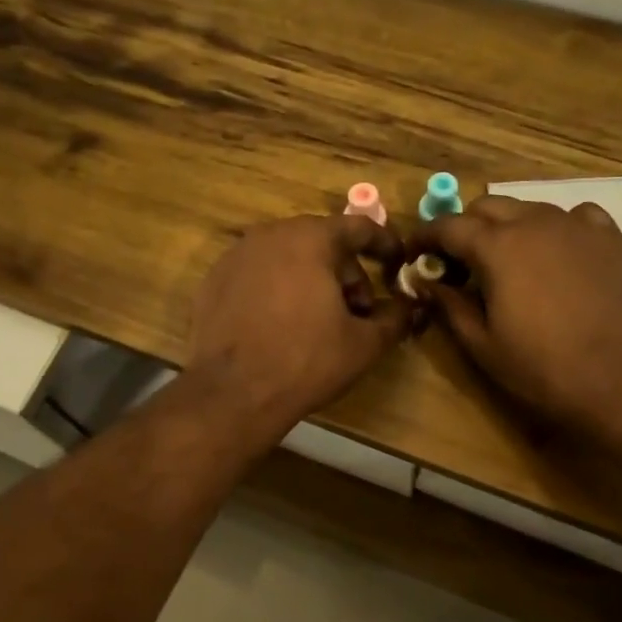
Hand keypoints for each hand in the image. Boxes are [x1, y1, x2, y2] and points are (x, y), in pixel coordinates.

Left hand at [186, 214, 409, 445]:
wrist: (232, 394)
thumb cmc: (305, 361)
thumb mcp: (364, 344)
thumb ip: (394, 318)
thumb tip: (408, 307)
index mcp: (310, 239)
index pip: (357, 227)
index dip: (384, 243)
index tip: (398, 261)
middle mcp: (270, 235)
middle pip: (321, 242)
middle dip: (346, 272)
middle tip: (357, 311)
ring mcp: (236, 256)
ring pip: (287, 258)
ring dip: (311, 280)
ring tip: (319, 321)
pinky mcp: (214, 280)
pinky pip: (258, 275)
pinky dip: (277, 290)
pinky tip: (280, 326)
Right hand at [413, 197, 621, 440]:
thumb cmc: (547, 370)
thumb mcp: (484, 346)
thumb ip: (450, 307)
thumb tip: (426, 283)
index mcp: (498, 247)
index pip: (449, 226)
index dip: (425, 237)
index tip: (413, 253)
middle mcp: (536, 222)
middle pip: (488, 207)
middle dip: (465, 228)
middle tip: (456, 263)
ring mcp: (579, 226)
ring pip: (530, 209)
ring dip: (508, 227)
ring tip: (506, 262)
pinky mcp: (613, 239)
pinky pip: (575, 217)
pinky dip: (555, 228)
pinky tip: (558, 254)